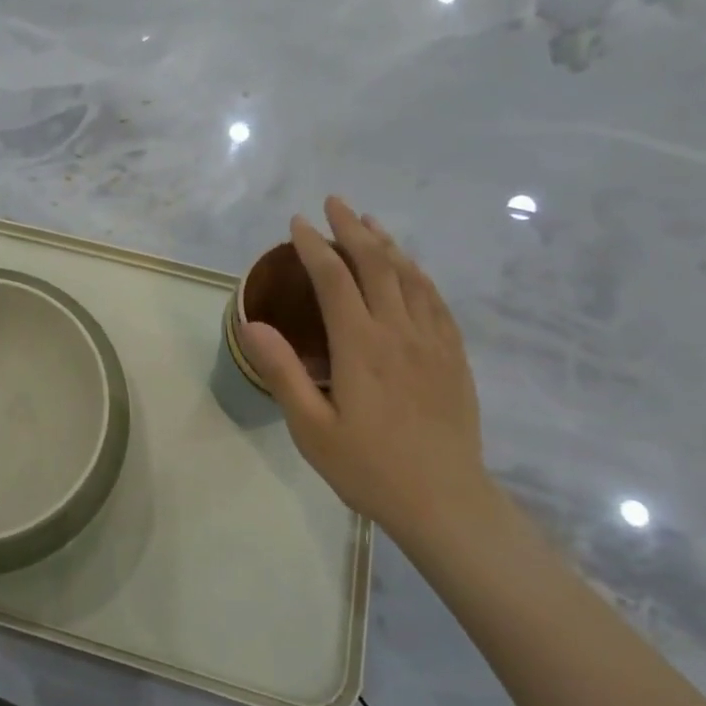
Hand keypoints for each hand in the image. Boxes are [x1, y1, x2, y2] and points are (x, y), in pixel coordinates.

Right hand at [239, 197, 487, 534]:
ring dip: (386, 243)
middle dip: (352, 228)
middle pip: (376, 264)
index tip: (297, 223)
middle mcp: (399, 331)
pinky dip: (417, 273)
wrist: (446, 502)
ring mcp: (432, 341)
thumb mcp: (311, 427)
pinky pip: (436, 299)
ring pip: (410, 275)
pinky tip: (409, 268)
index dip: (314, 245)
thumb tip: (251, 323)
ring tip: (368, 222)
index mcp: (361, 345)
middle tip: (334, 203)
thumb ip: (282, 371)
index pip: (334, 278)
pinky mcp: (453, 356)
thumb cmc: (369, 467)